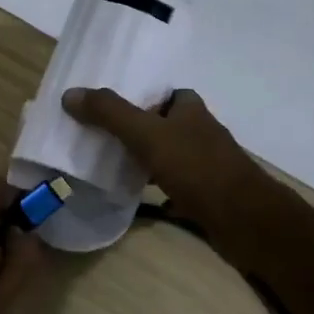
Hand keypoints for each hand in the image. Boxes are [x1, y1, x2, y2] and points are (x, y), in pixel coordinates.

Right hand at [62, 87, 280, 265]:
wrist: (244, 220)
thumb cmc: (197, 167)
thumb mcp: (147, 134)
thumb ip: (110, 114)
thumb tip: (70, 94)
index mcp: (190, 108)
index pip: (163, 92)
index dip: (138, 95)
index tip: (107, 104)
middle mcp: (200, 131)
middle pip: (163, 123)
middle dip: (136, 128)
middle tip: (99, 134)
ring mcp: (205, 164)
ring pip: (167, 155)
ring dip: (144, 158)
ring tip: (108, 163)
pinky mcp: (206, 194)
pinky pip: (174, 185)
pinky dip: (156, 188)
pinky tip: (134, 195)